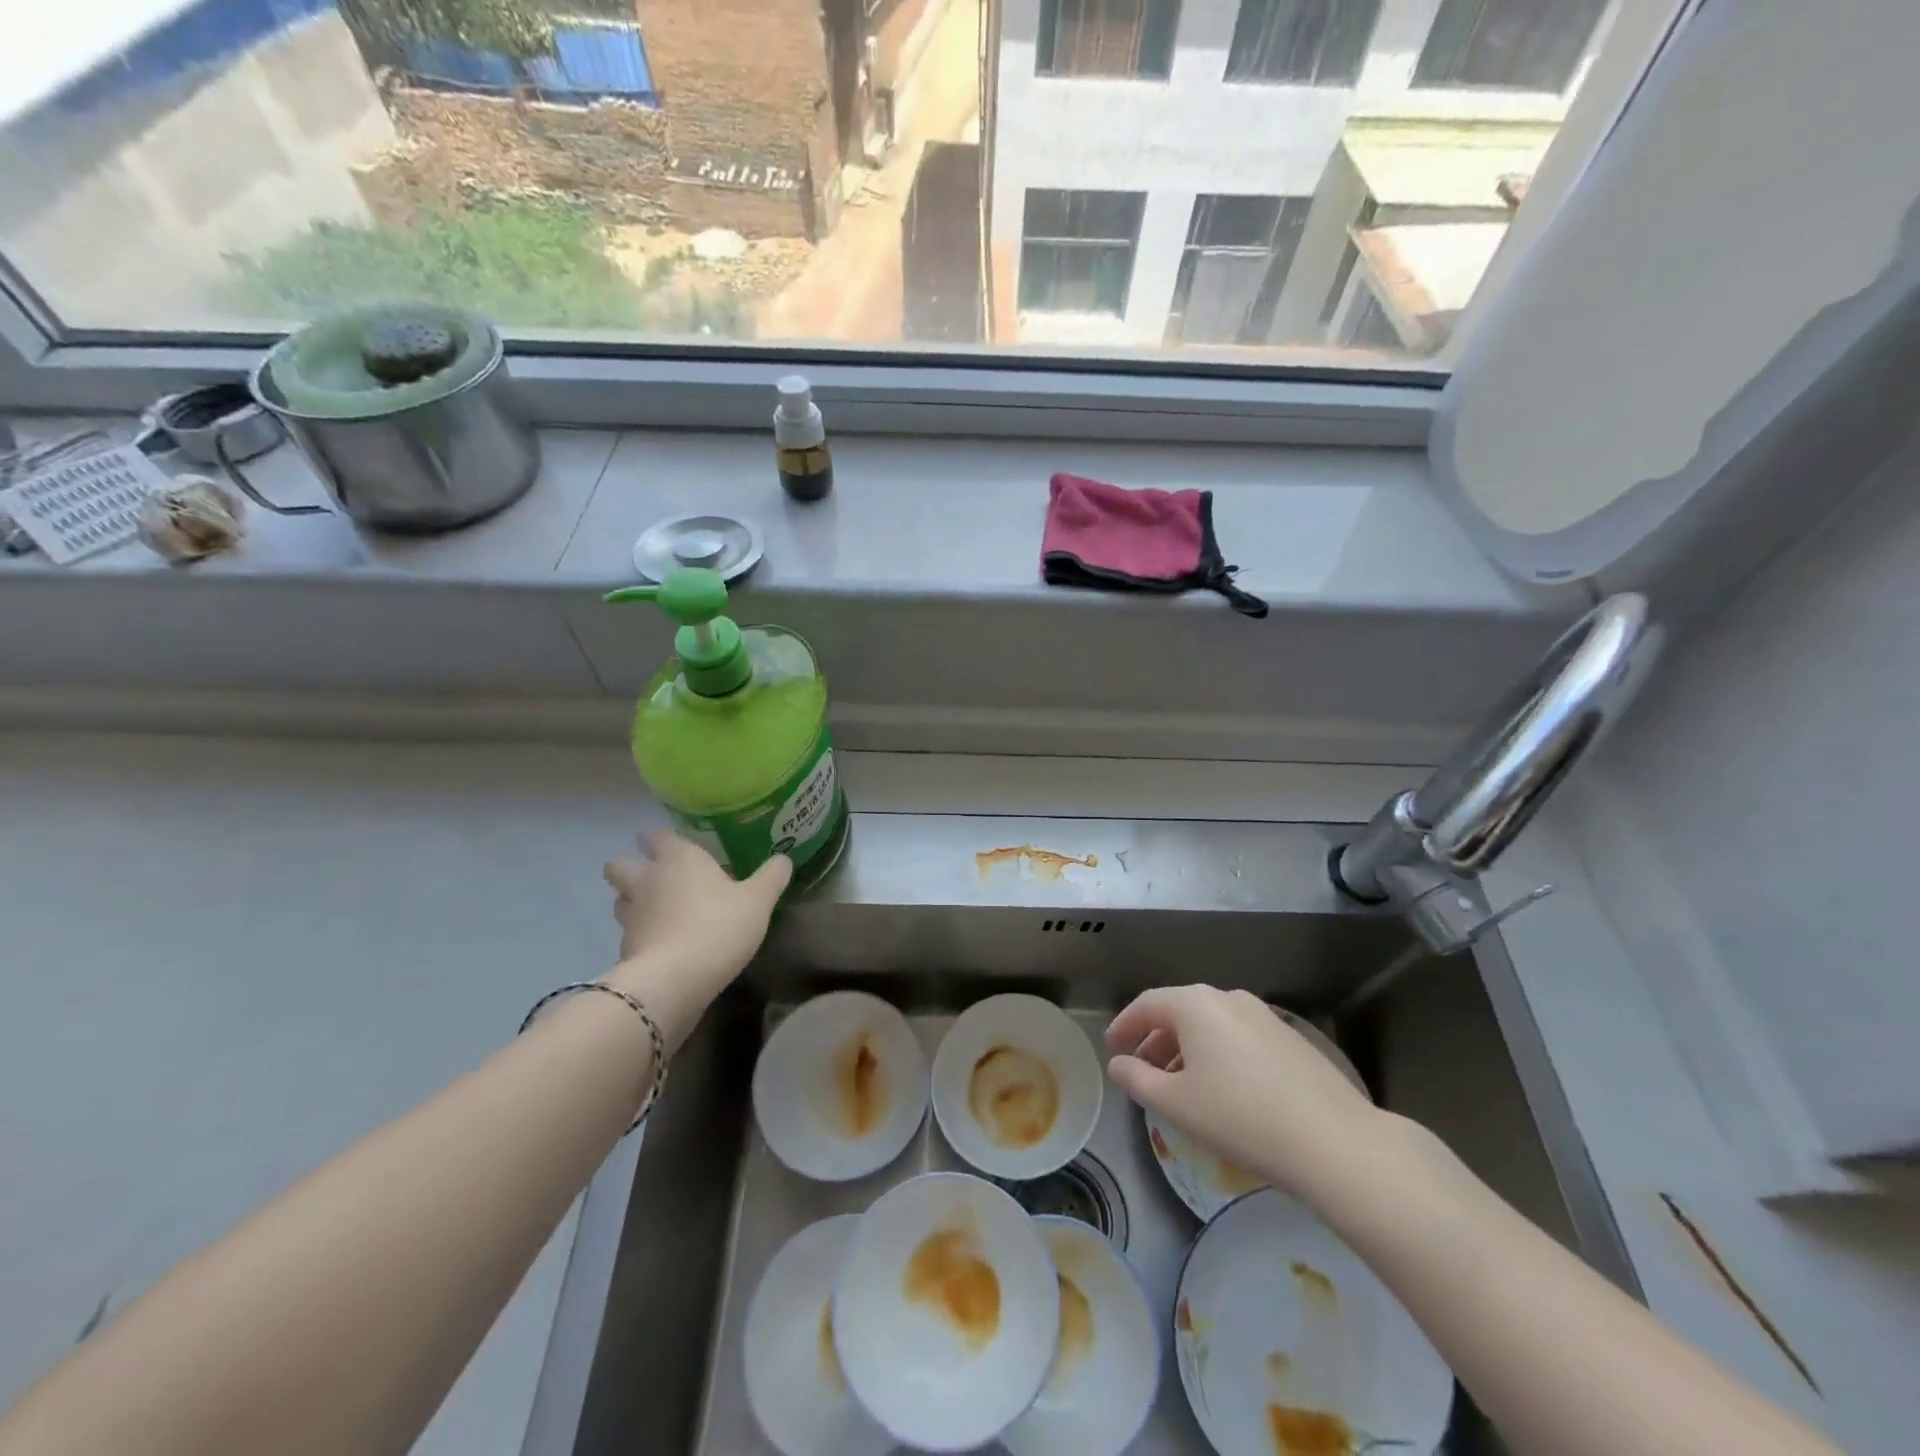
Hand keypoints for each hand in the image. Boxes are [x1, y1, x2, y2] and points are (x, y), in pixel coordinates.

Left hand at [601, 832, 790, 1044]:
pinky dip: (639, 936)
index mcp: (679, 859)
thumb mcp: (758, 901)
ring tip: (654, 911)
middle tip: (653, 876)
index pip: (659, 837)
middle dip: (630, 866)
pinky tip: (659, 945)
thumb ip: (771, 877)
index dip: (661, 838)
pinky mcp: (625, 948)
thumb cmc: (719, 926)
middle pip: (620, 865)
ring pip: (620, 899)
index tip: (668, 842)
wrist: (675, 980)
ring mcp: (631, 915)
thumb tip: (783, 859)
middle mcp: (648, 880)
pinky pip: (628, 933)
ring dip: (632, 901)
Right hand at [1106, 986, 1386, 1208]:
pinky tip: (1223, 1089)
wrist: (1333, 1141)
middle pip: (1179, 1011)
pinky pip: (1238, 1036)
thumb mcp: (1175, 1104)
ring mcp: (1263, 1015)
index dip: (1125, 1024)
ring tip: (1180, 1085)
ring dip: (1187, 1048)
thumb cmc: (1240, 1117)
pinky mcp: (1289, 1037)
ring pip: (1211, 1024)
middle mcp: (1228, 998)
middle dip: (1156, 1039)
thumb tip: (1118, 1064)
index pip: (1147, 1004)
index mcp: (1195, 1004)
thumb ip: (1137, 1079)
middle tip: (1142, 1071)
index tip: (1113, 1048)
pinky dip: (1218, 1053)